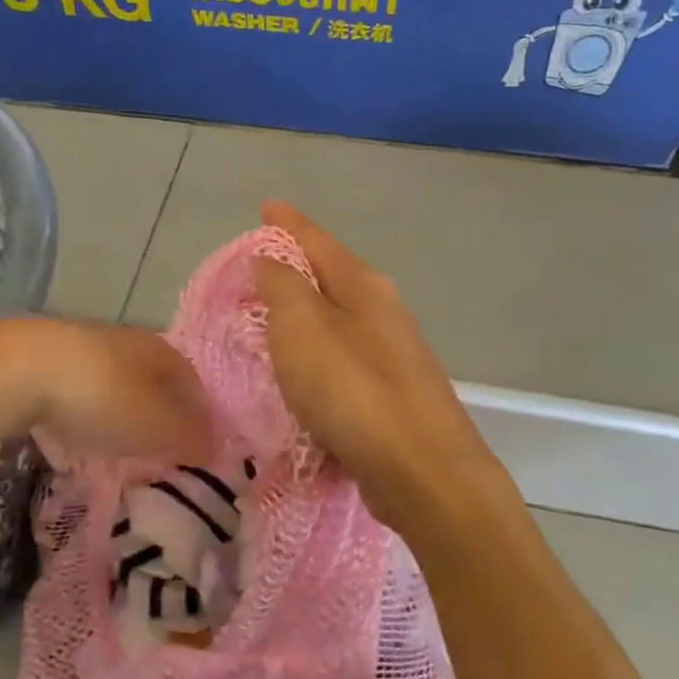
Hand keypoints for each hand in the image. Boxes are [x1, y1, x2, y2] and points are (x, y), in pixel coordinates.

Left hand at [0, 317, 212, 461]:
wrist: (20, 368)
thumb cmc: (102, 397)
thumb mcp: (157, 426)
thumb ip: (189, 436)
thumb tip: (213, 445)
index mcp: (162, 350)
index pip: (193, 382)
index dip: (199, 415)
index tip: (198, 445)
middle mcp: (129, 339)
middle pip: (155, 378)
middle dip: (160, 410)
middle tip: (161, 445)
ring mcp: (85, 343)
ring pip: (117, 379)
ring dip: (123, 407)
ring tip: (120, 439)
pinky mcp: (47, 355)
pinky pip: (82, 385)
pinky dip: (89, 405)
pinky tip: (79, 425)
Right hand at [255, 202, 499, 532]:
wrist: (421, 472)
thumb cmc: (352, 391)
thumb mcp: (302, 327)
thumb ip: (283, 286)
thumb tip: (271, 259)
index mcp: (363, 286)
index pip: (317, 240)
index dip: (288, 223)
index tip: (267, 206)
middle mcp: (383, 312)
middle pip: (331, 277)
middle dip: (296, 269)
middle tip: (256, 269)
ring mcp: (392, 356)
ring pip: (337, 322)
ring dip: (306, 316)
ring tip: (271, 319)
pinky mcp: (391, 397)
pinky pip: (342, 363)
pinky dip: (316, 359)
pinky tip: (301, 375)